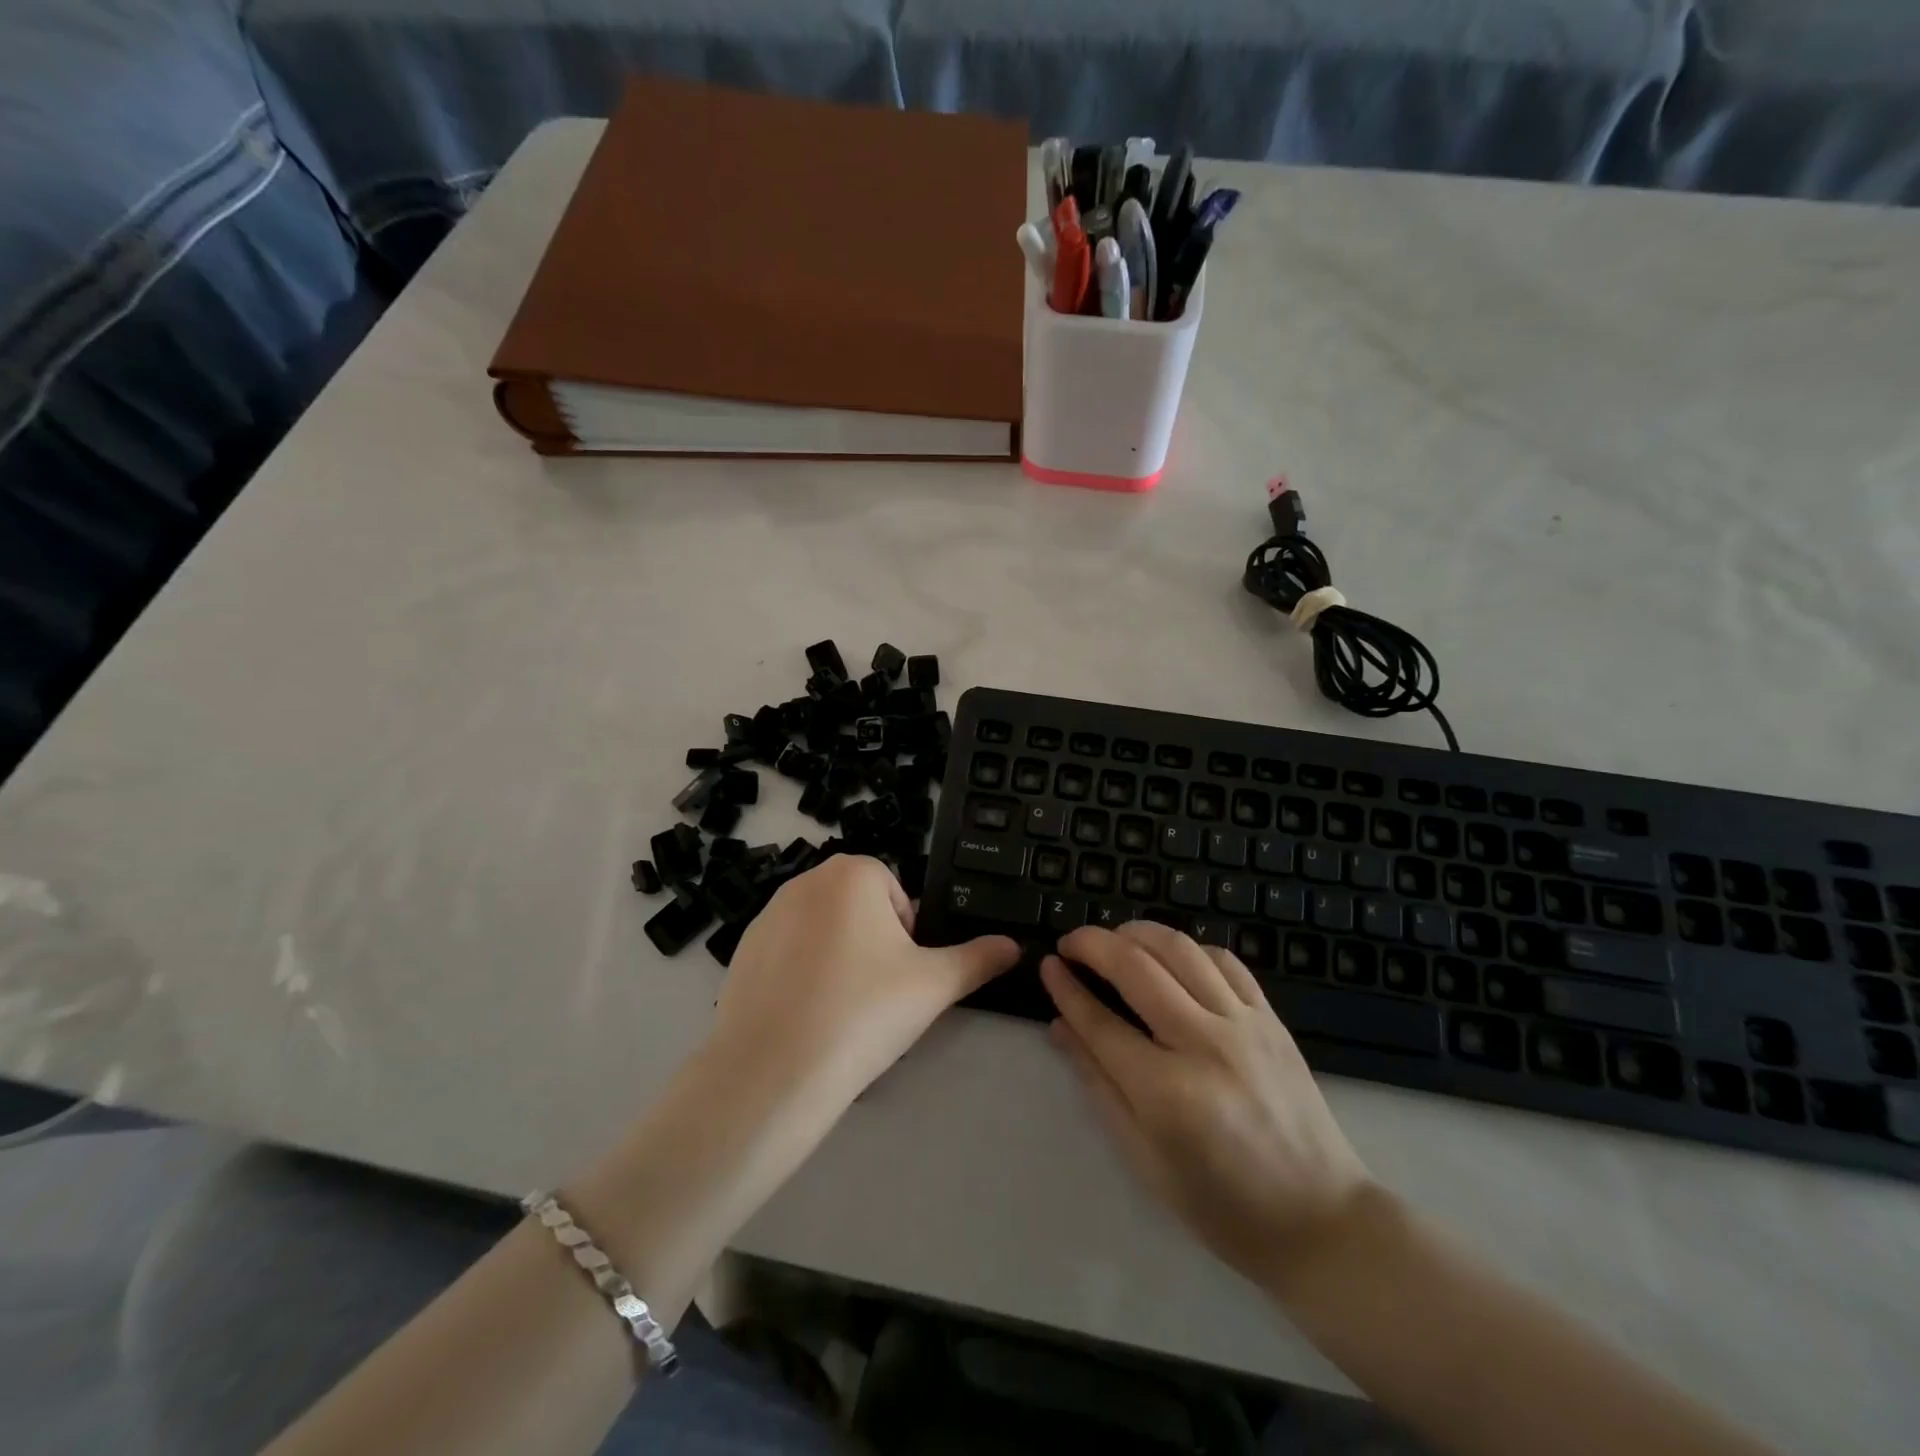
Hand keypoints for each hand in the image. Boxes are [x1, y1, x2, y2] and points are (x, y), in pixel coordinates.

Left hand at [711, 855, 1019, 1109]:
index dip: (907, 937)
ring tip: (840, 1011)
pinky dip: (803, 977)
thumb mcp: (935, 985)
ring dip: (839, 959)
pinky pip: (789, 954)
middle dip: (874, 945)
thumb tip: (1015, 946)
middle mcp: (806, 880)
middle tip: (876, 996)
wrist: (774, 1072)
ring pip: (824, 930)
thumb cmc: (864, 1011)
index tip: (901, 977)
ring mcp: (768, 914)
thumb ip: (979, 959)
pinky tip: (805, 1018)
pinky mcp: (743, 949)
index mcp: (853, 873)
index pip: (896, 894)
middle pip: (859, 908)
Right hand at [1041, 924, 1372, 1288]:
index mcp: (1167, 1092)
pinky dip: (1189, 947)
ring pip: (1179, 949)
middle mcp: (1204, 1044)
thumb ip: (1099, 1084)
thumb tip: (1061, 1027)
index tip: (1047, 966)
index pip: (1100, 1022)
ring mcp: (1243, 1025)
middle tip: (1071, 943)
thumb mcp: (1144, 1158)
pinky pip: (1225, 960)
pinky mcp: (1271, 1018)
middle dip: (1093, 943)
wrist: (1320, 1221)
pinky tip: (1170, 955)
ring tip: (1113, 938)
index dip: (1066, 989)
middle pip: (1135, 967)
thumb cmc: (1221, 1205)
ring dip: (1137, 932)